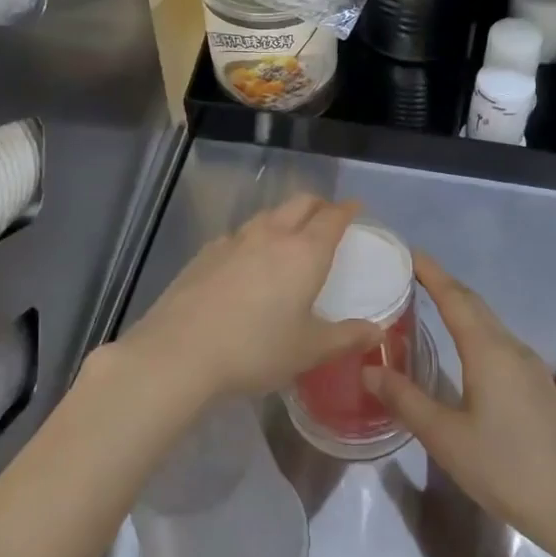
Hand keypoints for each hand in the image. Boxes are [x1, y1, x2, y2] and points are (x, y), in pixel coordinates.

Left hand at [111, 195, 381, 406]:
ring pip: (267, 216)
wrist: (179, 353)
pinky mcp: (205, 253)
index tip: (356, 210)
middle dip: (318, 205)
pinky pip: (238, 235)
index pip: (332, 217)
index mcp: (304, 252)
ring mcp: (233, 241)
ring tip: (289, 238)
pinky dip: (254, 238)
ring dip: (285, 218)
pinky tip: (247, 262)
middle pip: (300, 203)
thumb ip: (346, 337)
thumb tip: (376, 332)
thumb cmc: (255, 350)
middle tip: (327, 218)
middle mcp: (271, 235)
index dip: (347, 210)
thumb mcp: (308, 350)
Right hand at [366, 253, 555, 556]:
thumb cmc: (505, 468)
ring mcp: (529, 367)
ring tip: (428, 305)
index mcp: (489, 351)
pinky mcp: (537, 386)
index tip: (408, 252)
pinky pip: (499, 342)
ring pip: (489, 323)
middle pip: (474, 304)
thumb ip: (406, 400)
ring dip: (460, 307)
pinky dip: (474, 331)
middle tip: (410, 275)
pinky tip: (462, 349)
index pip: (455, 298)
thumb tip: (369, 368)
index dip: (431, 272)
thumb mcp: (445, 437)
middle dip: (444, 285)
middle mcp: (512, 348)